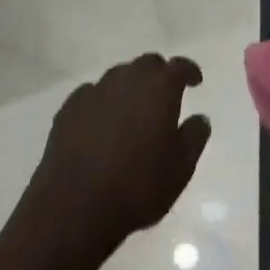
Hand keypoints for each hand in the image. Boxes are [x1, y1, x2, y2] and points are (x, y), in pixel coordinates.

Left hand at [25, 54, 211, 256]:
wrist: (76, 205)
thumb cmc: (138, 187)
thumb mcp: (181, 168)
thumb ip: (194, 137)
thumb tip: (200, 118)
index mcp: (158, 88)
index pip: (178, 66)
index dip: (188, 71)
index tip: (195, 81)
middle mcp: (126, 79)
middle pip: (147, 64)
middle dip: (159, 75)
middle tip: (165, 96)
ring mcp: (94, 90)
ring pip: (118, 77)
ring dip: (130, 87)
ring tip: (134, 112)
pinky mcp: (69, 107)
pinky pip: (93, 94)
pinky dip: (103, 102)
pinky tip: (103, 124)